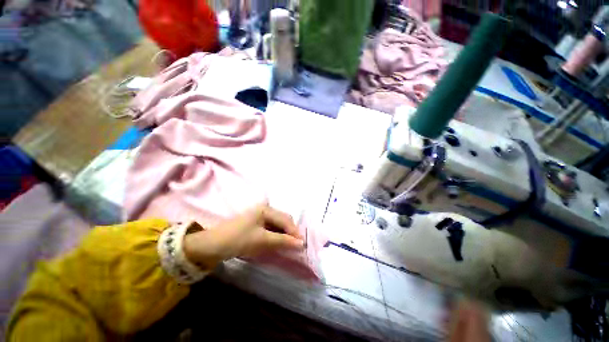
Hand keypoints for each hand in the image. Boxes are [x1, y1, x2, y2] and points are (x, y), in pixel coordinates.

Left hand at [183, 204, 304, 269]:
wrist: (211, 246)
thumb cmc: (238, 239)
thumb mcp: (262, 240)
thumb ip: (282, 240)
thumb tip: (301, 243)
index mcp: (266, 209)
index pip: (286, 220)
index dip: (294, 232)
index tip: (302, 245)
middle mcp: (265, 210)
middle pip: (283, 221)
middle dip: (290, 233)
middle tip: (296, 246)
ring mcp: (260, 217)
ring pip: (277, 226)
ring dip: (284, 235)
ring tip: (289, 246)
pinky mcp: (256, 225)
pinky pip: (271, 230)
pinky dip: (276, 237)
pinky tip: (278, 244)